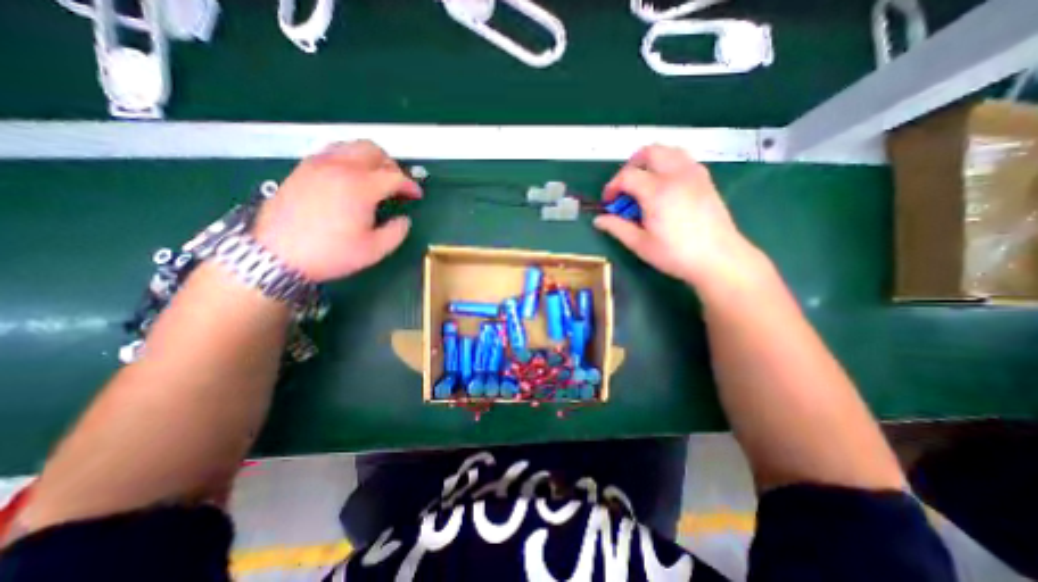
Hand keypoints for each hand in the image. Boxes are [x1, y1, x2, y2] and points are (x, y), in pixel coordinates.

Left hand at [254, 141, 421, 280]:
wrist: (276, 255)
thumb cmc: (331, 253)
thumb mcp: (374, 250)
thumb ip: (397, 232)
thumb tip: (404, 219)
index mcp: (361, 186)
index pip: (395, 176)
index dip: (410, 185)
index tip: (417, 195)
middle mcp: (340, 167)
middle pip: (374, 151)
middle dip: (392, 166)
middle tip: (397, 185)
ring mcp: (318, 164)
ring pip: (351, 146)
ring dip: (370, 159)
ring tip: (375, 178)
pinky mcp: (302, 168)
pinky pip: (332, 152)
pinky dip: (348, 158)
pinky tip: (350, 177)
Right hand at [592, 142, 760, 287]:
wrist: (719, 258)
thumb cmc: (676, 254)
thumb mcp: (640, 244)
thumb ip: (617, 228)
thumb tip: (598, 220)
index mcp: (657, 191)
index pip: (627, 176)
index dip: (612, 187)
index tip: (608, 202)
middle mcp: (676, 175)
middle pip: (649, 152)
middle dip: (631, 165)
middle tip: (624, 187)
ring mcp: (694, 174)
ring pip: (669, 151)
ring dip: (650, 161)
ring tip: (643, 183)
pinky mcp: (705, 180)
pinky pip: (683, 159)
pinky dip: (668, 165)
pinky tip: (665, 187)